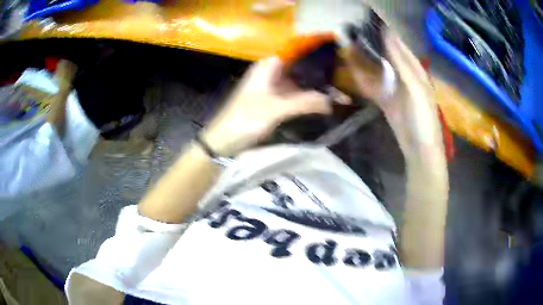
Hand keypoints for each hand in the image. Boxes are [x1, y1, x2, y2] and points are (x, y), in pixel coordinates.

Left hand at [201, 57, 328, 155]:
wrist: (224, 140)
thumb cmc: (245, 120)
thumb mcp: (275, 110)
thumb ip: (304, 103)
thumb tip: (332, 100)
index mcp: (268, 66)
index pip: (294, 50)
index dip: (313, 49)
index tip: (333, 52)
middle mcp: (271, 71)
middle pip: (299, 65)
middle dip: (318, 69)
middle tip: (341, 74)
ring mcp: (272, 85)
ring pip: (298, 79)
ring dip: (314, 84)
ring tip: (337, 87)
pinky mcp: (273, 99)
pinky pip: (294, 93)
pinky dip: (306, 96)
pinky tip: (321, 99)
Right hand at [345, 32, 443, 157]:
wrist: (418, 149)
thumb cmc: (422, 119)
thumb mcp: (416, 89)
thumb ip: (402, 63)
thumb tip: (389, 34)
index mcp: (415, 70)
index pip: (399, 45)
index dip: (385, 32)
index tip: (368, 21)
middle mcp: (404, 75)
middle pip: (386, 54)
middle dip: (371, 43)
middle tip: (352, 32)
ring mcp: (394, 88)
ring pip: (377, 68)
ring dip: (365, 58)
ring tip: (348, 46)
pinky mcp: (386, 100)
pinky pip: (373, 85)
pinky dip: (363, 78)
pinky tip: (351, 71)